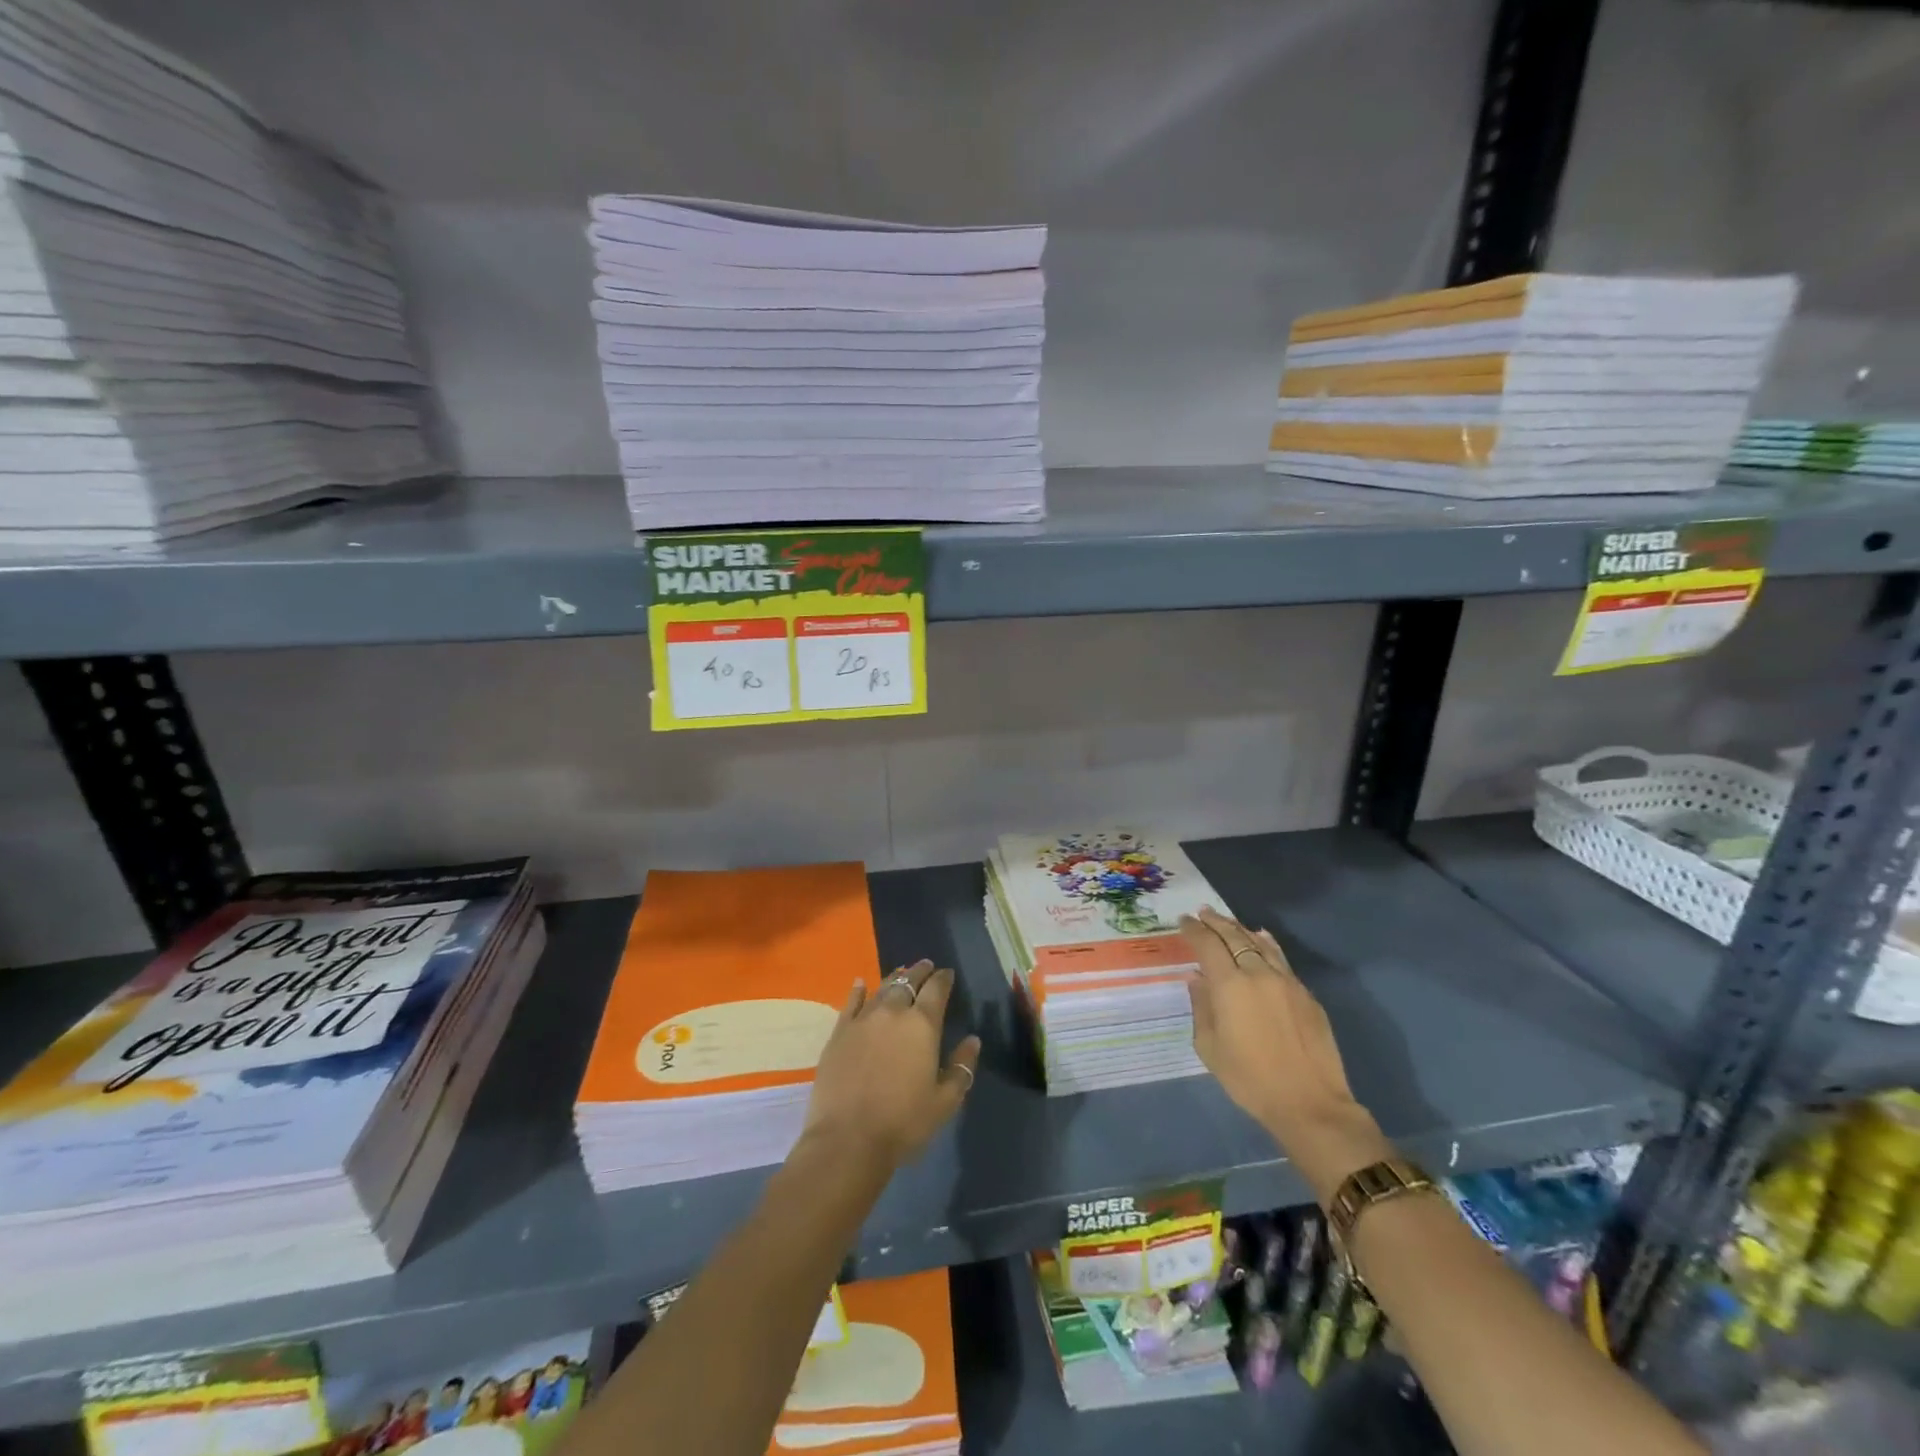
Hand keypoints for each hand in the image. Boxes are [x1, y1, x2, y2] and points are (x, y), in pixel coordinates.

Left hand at [801, 959, 981, 1172]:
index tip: (947, 973)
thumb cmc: (904, 1123)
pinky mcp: (839, 1032)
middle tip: (926, 965)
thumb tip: (973, 1040)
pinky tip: (860, 983)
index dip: (943, 978)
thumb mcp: (945, 1102)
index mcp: (923, 1025)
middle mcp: (893, 1012)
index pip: (936, 989)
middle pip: (908, 981)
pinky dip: (858, 990)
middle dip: (920, 971)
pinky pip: (851, 1002)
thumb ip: (961, 1067)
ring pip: (882, 988)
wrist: (848, 1139)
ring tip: (901, 971)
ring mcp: (863, 1020)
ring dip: (894, 977)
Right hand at [1180, 907, 1392, 1202]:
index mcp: (1230, 985)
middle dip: (1215, 922)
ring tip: (1227, 922)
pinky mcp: (1306, 994)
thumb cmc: (1249, 1079)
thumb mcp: (1209, 1047)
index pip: (1207, 944)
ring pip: (1260, 943)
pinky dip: (1266, 944)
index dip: (1193, 929)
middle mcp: (1258, 973)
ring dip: (1240, 929)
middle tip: (1202, 913)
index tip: (1183, 920)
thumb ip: (1201, 1007)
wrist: (1310, 1104)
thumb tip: (1197, 979)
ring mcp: (1286, 981)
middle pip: (1234, 936)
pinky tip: (1261, 939)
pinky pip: (1281, 958)